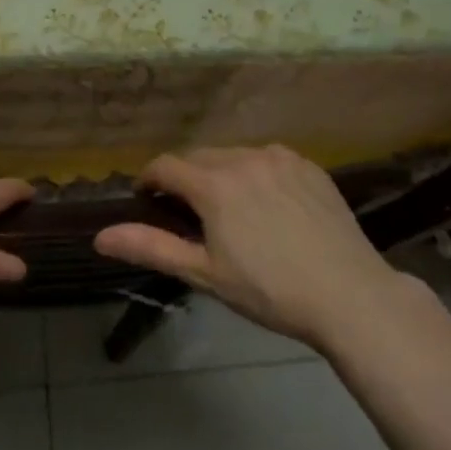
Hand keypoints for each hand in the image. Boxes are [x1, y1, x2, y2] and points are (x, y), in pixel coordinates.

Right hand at [95, 145, 411, 347]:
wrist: (350, 294)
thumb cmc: (269, 290)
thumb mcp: (204, 273)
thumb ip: (150, 247)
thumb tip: (100, 236)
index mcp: (214, 183)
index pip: (166, 165)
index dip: (149, 180)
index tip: (147, 199)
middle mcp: (244, 157)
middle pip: (199, 157)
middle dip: (184, 178)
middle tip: (187, 212)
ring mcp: (280, 158)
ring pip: (234, 155)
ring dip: (219, 173)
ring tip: (228, 208)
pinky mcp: (309, 165)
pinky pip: (268, 158)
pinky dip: (255, 172)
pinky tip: (267, 203)